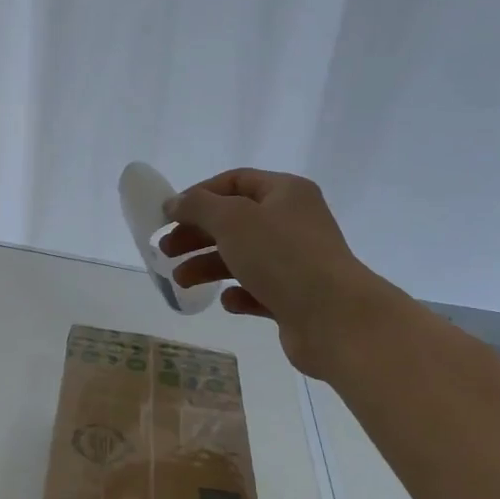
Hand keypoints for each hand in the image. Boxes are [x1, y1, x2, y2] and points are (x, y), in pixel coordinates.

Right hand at [160, 168, 399, 376]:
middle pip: (234, 221)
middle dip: (196, 234)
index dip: (198, 194)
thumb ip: (197, 206)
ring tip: (181, 281)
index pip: (234, 181)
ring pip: (241, 256)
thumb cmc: (281, 257)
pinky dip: (238, 293)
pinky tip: (227, 301)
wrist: (334, 317)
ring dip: (207, 265)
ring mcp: (296, 261)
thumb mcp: (232, 220)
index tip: (169, 215)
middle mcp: (293, 222)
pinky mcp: (295, 296)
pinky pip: (258, 289)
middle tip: (165, 249)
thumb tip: (174, 203)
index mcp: (285, 193)